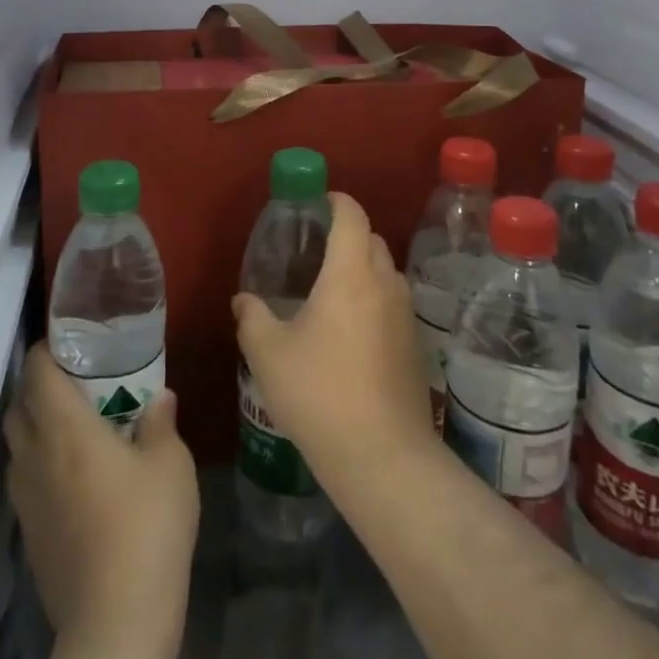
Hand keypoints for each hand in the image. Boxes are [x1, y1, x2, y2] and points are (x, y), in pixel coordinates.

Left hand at [4, 348, 198, 658]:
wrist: (116, 624)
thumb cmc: (146, 526)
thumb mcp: (169, 464)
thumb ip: (160, 422)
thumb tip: (160, 397)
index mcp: (65, 428)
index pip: (37, 372)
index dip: (46, 350)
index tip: (69, 341)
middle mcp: (35, 457)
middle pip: (18, 407)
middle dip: (38, 387)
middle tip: (74, 380)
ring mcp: (26, 502)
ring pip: (17, 447)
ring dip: (35, 428)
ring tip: (72, 426)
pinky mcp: (30, 538)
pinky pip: (25, 483)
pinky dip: (40, 466)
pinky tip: (74, 477)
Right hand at [232, 192, 435, 495]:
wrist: (384, 458)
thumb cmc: (320, 393)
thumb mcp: (269, 354)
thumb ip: (252, 318)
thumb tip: (243, 300)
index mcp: (350, 272)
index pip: (351, 214)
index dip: (335, 200)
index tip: (315, 203)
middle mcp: (384, 282)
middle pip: (370, 238)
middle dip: (346, 234)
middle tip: (314, 250)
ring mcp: (406, 314)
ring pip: (385, 270)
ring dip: (362, 268)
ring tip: (330, 291)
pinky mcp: (415, 344)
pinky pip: (393, 301)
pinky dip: (373, 298)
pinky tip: (350, 331)